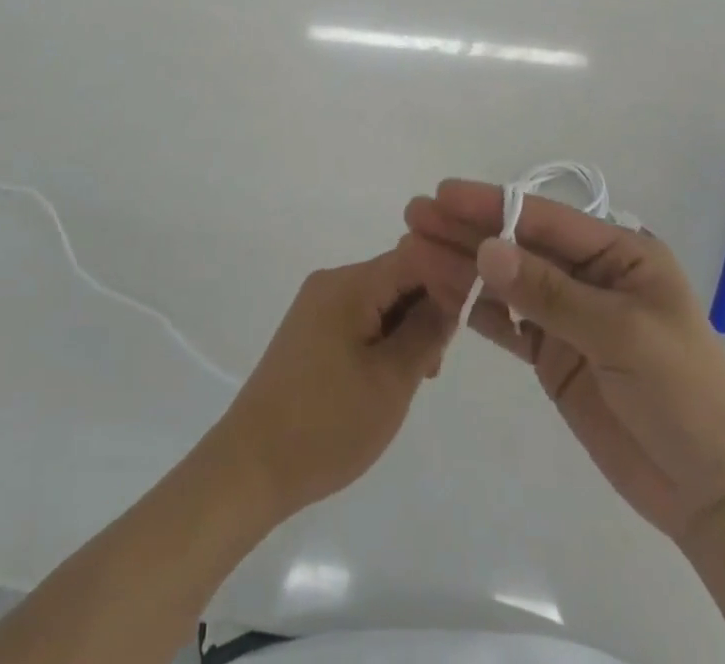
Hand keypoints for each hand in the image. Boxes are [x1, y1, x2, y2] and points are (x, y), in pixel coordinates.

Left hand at [208, 249, 455, 523]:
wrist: (251, 466)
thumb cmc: (328, 424)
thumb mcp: (391, 380)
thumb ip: (426, 332)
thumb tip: (451, 296)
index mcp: (349, 283)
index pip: (414, 257)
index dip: (448, 278)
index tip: (472, 313)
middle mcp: (331, 282)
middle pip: (396, 276)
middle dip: (427, 309)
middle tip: (436, 363)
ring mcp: (317, 305)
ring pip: (380, 299)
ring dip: (406, 328)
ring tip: (415, 377)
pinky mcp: (310, 330)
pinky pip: (359, 317)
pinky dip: (382, 338)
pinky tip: (388, 376)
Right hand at [400, 180, 724, 544]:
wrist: (712, 492)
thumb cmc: (681, 395)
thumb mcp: (621, 335)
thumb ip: (550, 293)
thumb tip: (486, 250)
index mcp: (619, 254)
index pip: (545, 219)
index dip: (492, 204)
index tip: (443, 194)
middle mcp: (589, 275)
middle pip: (517, 245)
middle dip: (466, 229)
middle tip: (413, 216)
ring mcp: (567, 315)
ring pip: (505, 280)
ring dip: (461, 265)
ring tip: (412, 249)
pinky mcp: (552, 354)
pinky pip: (506, 322)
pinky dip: (473, 307)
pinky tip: (439, 291)